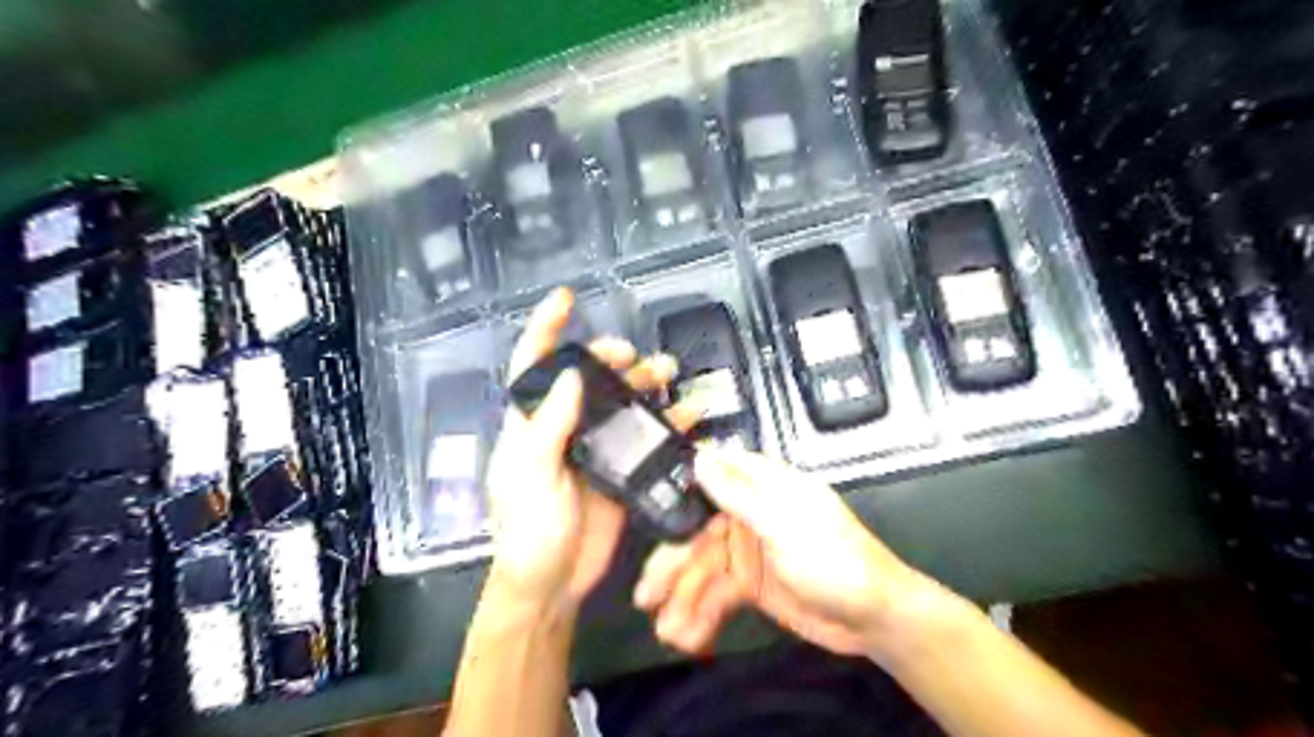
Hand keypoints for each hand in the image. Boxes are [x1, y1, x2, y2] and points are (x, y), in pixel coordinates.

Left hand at [484, 288, 708, 616]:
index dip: (545, 329)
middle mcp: (563, 428)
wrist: (552, 587)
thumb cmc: (529, 533)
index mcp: (531, 424)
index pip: (532, 366)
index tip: (566, 299)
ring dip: (646, 385)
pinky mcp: (621, 470)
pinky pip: (647, 437)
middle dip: (611, 359)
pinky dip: (669, 424)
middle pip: (588, 378)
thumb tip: (570, 374)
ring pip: (622, 403)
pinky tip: (691, 415)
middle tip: (636, 358)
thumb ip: (547, 428)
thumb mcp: (531, 480)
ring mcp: (595, 448)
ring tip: (670, 374)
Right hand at [633, 449, 920, 655]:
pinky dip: (702, 615)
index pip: (711, 477)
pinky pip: (718, 595)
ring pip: (704, 569)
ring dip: (685, 599)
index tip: (644, 513)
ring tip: (668, 632)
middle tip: (646, 596)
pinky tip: (689, 637)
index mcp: (764, 487)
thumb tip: (700, 457)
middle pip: (698, 533)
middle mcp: (751, 514)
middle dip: (673, 565)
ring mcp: (749, 551)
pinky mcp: (751, 584)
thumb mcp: (785, 525)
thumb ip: (740, 493)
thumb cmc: (837, 561)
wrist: (875, 620)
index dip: (677, 492)